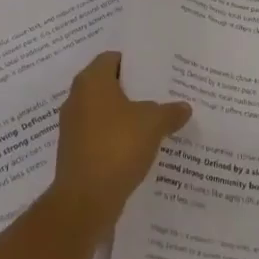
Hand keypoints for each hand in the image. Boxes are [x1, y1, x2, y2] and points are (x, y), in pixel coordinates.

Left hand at [50, 52, 190, 228]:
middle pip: (109, 85)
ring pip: (105, 113)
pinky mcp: (75, 152)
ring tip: (156, 122)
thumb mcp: (153, 124)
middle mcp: (77, 99)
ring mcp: (74, 127)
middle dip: (134, 91)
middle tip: (163, 94)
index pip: (113, 58)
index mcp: (91, 81)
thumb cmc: (117, 147)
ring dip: (127, 117)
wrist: (85, 200)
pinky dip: (118, 138)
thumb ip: (170, 111)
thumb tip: (184, 107)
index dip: (135, 63)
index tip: (158, 71)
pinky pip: (101, 136)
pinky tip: (141, 148)